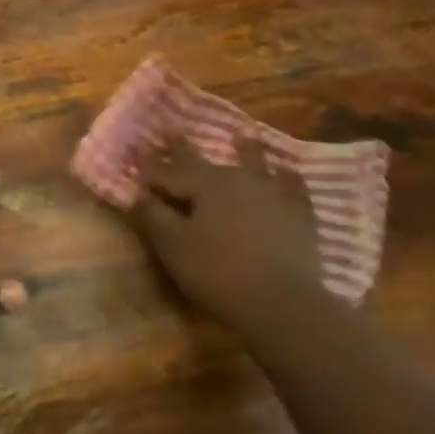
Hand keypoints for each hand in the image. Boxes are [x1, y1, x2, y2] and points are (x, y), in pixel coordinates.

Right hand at [131, 134, 322, 344]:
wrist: (281, 301)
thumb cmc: (218, 273)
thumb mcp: (174, 247)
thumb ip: (154, 216)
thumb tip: (140, 194)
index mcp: (205, 183)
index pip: (169, 170)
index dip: (149, 164)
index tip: (135, 150)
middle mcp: (239, 178)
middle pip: (206, 161)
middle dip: (184, 149)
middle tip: (172, 131)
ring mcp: (273, 193)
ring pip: (255, 164)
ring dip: (245, 151)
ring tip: (242, 136)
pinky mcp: (299, 214)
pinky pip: (292, 187)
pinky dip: (287, 177)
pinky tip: (288, 171)